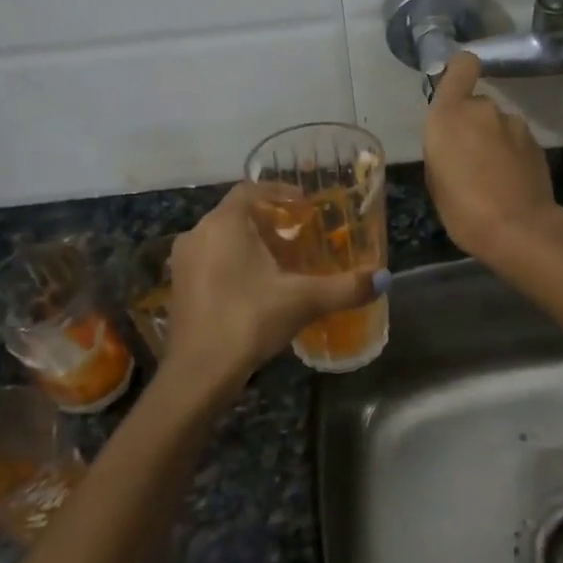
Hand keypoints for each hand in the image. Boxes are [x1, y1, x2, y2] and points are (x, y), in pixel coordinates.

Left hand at [165, 183, 379, 384]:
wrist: (199, 372)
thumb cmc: (249, 320)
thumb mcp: (303, 301)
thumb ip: (345, 287)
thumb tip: (384, 279)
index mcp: (224, 223)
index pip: (250, 189)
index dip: (279, 192)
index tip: (304, 205)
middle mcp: (198, 234)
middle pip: (235, 214)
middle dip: (267, 221)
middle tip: (298, 235)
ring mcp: (183, 262)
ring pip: (221, 239)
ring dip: (249, 243)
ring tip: (281, 262)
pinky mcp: (178, 288)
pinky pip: (209, 262)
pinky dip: (232, 264)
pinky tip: (255, 288)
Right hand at [422, 54, 562, 261]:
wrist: (518, 229)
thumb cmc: (462, 209)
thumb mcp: (436, 178)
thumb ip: (443, 147)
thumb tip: (457, 140)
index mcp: (450, 114)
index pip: (462, 65)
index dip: (459, 71)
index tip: (455, 90)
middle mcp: (484, 109)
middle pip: (476, 104)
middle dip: (472, 124)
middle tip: (467, 159)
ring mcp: (514, 125)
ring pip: (497, 124)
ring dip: (493, 140)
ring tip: (490, 176)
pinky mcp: (536, 143)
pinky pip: (515, 141)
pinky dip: (511, 155)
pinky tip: (509, 183)